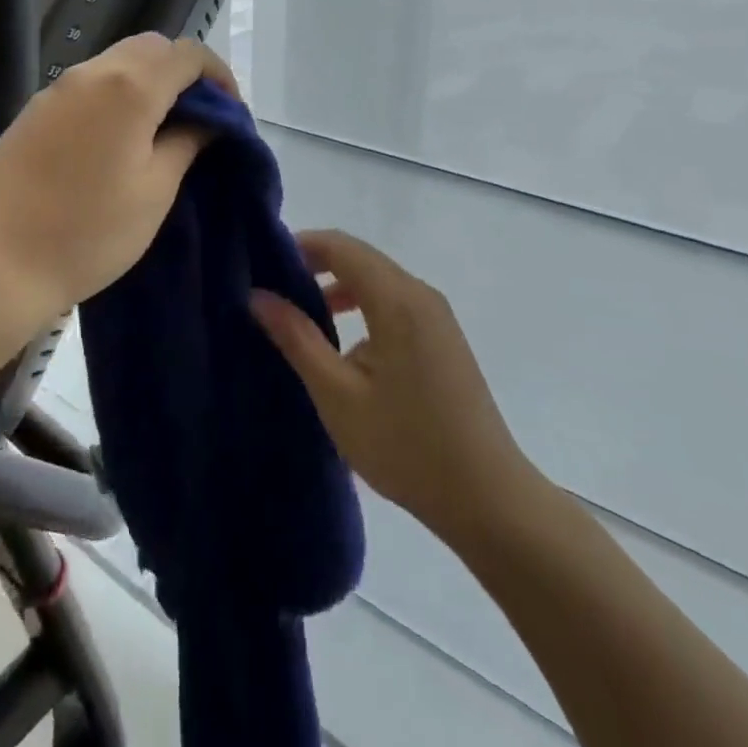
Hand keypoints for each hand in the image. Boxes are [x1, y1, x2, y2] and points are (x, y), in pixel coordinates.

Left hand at [0, 33, 236, 321]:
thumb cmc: (90, 232)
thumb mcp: (155, 190)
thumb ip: (187, 142)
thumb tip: (207, 120)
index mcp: (130, 87)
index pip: (188, 54)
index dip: (218, 75)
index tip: (229, 112)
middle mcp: (92, 72)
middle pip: (151, 47)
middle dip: (182, 72)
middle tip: (196, 118)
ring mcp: (57, 88)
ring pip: (116, 61)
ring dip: (147, 81)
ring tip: (159, 129)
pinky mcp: (34, 109)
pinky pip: (87, 84)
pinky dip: (114, 94)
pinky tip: (114, 139)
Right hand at [251, 230, 548, 549]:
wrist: (490, 500)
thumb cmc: (407, 446)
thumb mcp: (338, 395)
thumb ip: (297, 338)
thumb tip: (258, 296)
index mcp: (397, 300)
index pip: (341, 246)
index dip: (300, 246)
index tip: (262, 264)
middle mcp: (420, 295)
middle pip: (360, 258)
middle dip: (315, 266)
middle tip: (273, 290)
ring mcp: (437, 317)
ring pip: (377, 281)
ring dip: (338, 288)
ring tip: (301, 318)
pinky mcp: (443, 338)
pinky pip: (394, 303)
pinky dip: (362, 308)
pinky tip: (344, 349)